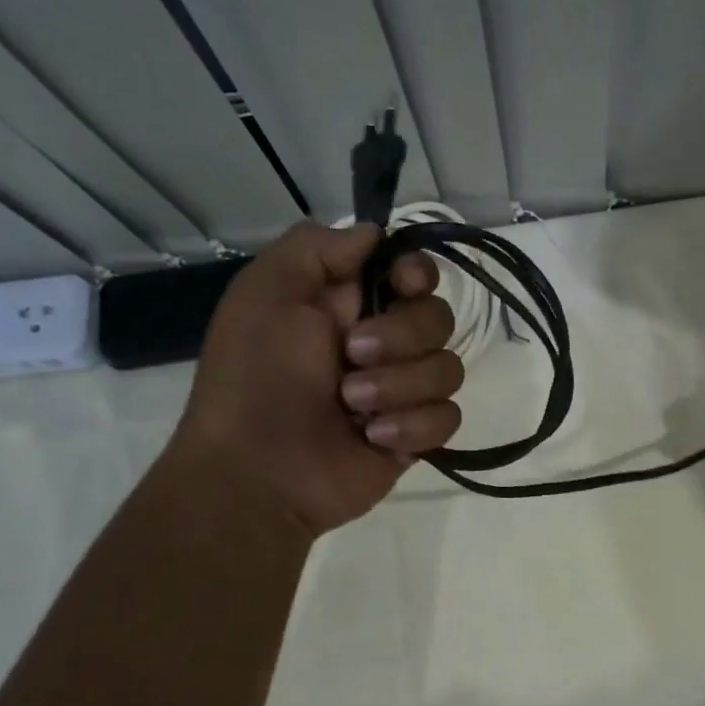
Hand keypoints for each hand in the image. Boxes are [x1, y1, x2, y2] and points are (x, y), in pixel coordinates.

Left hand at [173, 222, 460, 536]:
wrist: (258, 472)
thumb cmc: (256, 377)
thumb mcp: (267, 292)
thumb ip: (318, 247)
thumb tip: (376, 233)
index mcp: (347, 304)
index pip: (413, 273)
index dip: (417, 274)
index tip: (403, 285)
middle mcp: (382, 343)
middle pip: (439, 318)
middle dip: (401, 336)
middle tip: (351, 356)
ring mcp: (402, 393)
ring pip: (448, 369)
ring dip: (399, 386)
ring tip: (352, 407)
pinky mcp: (415, 437)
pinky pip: (448, 418)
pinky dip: (412, 426)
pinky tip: (373, 439)